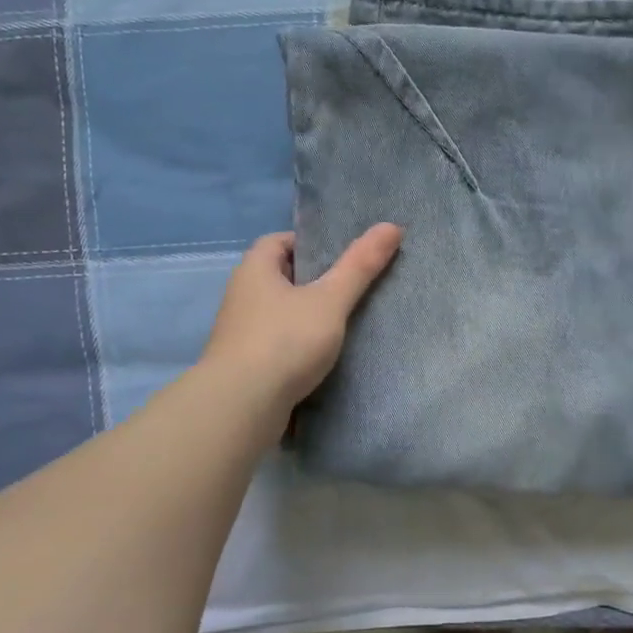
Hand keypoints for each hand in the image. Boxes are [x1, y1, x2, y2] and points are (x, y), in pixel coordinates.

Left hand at [201, 225, 402, 415]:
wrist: (241, 406)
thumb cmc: (285, 341)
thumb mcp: (330, 300)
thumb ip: (360, 265)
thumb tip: (392, 225)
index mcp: (254, 269)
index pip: (279, 241)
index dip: (310, 243)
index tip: (341, 256)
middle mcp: (242, 295)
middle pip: (281, 277)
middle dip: (313, 281)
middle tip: (351, 287)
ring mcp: (240, 332)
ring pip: (280, 313)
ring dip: (306, 316)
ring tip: (344, 322)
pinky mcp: (245, 364)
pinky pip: (277, 343)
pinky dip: (298, 345)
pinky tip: (324, 357)